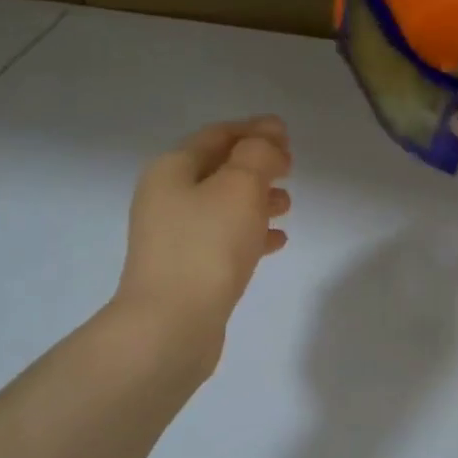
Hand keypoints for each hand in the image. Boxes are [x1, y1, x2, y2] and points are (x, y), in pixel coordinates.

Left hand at [114, 116, 292, 358]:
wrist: (171, 326)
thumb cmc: (207, 246)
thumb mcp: (240, 186)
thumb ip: (259, 154)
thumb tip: (269, 137)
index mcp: (172, 169)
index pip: (217, 135)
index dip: (254, 130)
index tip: (288, 135)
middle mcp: (167, 198)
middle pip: (218, 169)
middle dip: (257, 165)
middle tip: (291, 169)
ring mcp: (174, 237)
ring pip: (223, 206)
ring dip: (256, 200)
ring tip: (288, 205)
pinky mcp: (186, 270)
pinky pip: (223, 240)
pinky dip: (250, 234)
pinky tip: (278, 241)